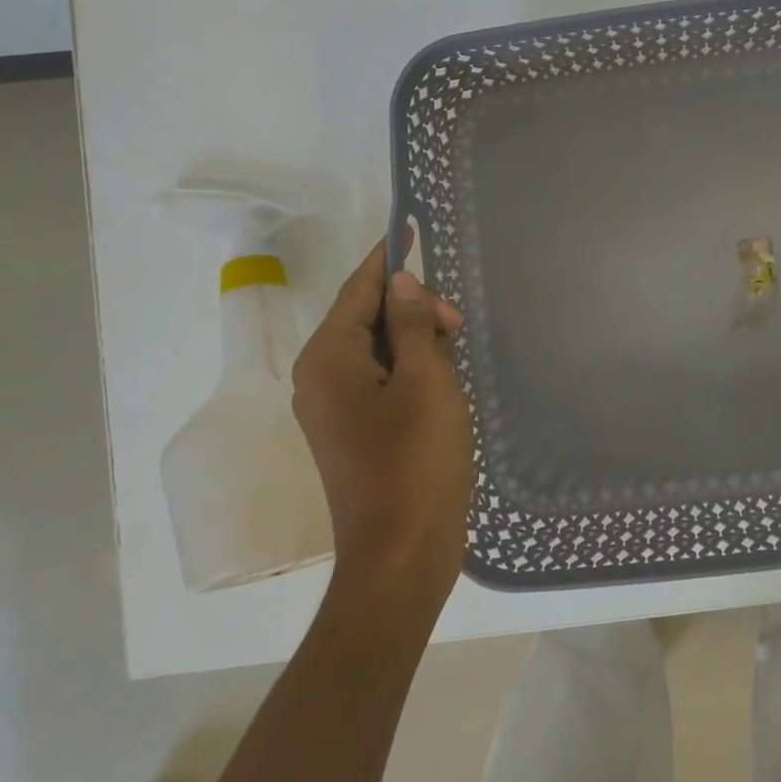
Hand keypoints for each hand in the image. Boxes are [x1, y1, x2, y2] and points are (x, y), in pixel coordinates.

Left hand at [291, 234, 473, 620]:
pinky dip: (414, 369)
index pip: (359, 290)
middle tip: (459, 323)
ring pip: (380, 351)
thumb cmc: (415, 462)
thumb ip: (410, 325)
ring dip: (417, 340)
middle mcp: (321, 379)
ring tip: (457, 349)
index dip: (388, 257)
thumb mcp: (424, 381)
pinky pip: (385, 381)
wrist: (402, 556)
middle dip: (413, 308)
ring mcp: (337, 411)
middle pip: (368, 318)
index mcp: (328, 359)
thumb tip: (400, 283)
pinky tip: (446, 378)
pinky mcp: (358, 434)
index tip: (410, 225)